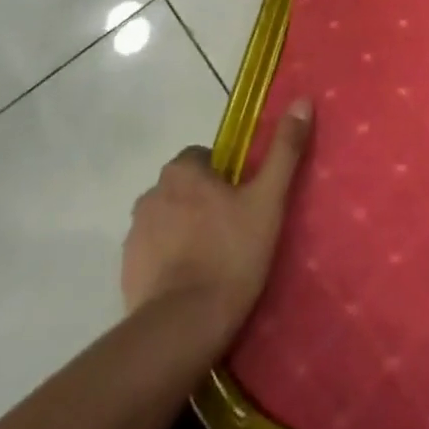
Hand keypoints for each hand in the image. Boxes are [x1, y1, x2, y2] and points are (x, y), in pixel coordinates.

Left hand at [122, 100, 314, 347]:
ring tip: (213, 260)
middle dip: (203, 202)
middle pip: (184, 188)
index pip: (203, 157)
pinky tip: (191, 283)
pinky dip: (169, 261)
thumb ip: (284, 150)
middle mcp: (151, 194)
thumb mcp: (268, 199)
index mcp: (181, 171)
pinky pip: (153, 254)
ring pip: (167, 220)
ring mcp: (134, 235)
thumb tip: (302, 101)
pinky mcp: (126, 272)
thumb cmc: (230, 254)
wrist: (183, 327)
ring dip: (184, 231)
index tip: (243, 199)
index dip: (225, 175)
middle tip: (234, 229)